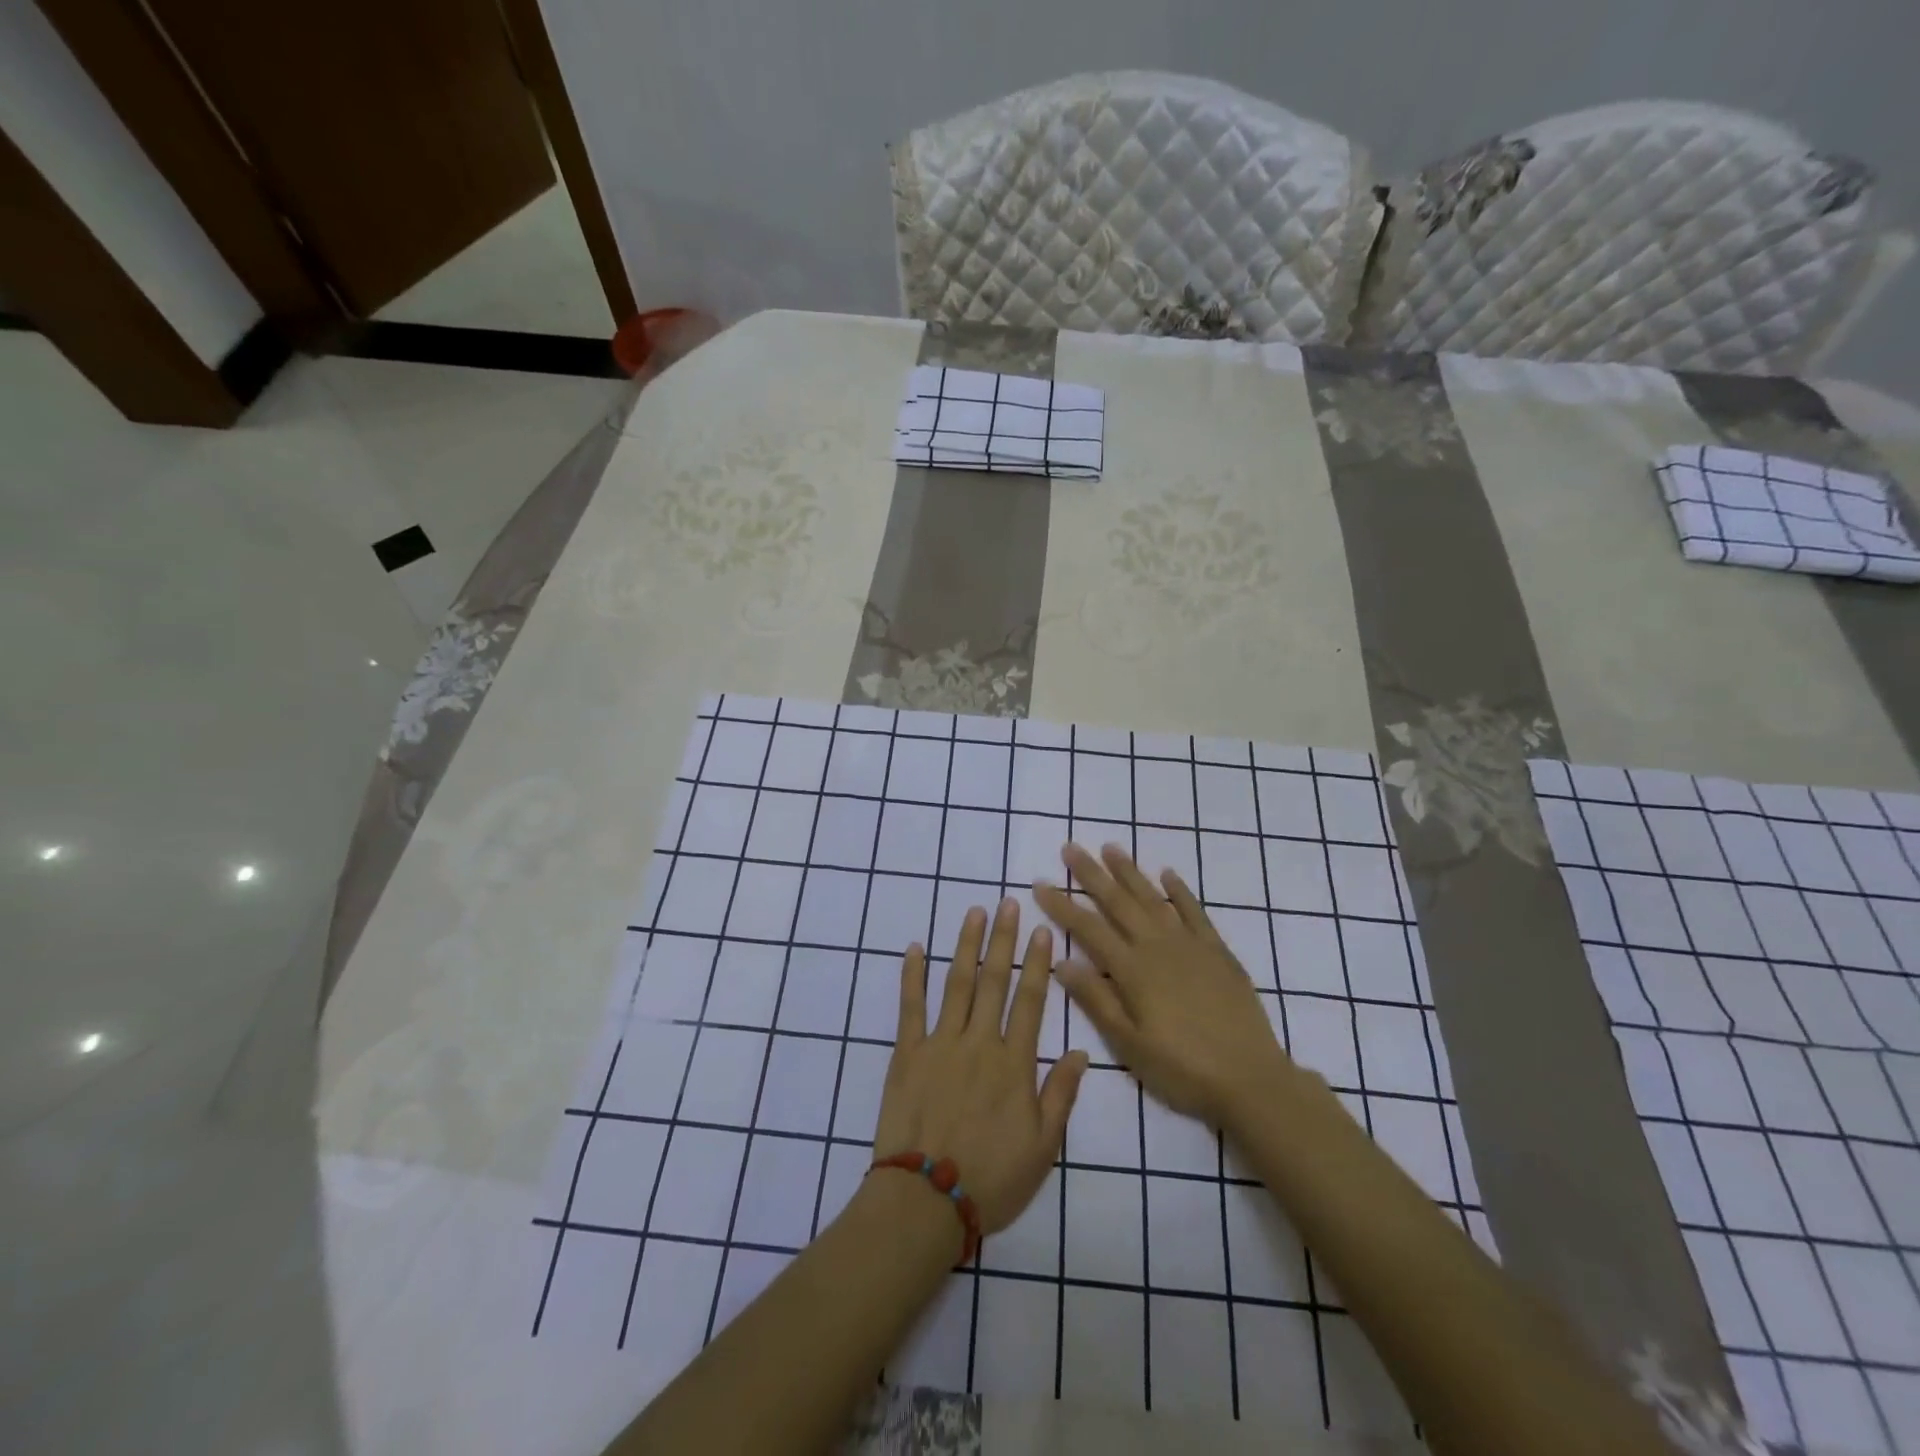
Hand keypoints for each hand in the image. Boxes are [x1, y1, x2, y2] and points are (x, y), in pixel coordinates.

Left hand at [873, 897, 1088, 1234]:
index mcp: (1014, 1063)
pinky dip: (912, 975)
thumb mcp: (1043, 1147)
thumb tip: (1082, 1052)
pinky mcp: (907, 1053)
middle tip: (1008, 903)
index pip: (1030, 1001)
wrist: (926, 1200)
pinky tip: (914, 948)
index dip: (1038, 963)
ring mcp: (940, 1043)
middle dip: (1003, 939)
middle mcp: (979, 1042)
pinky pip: (910, 1007)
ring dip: (965, 944)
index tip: (1042, 930)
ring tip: (973, 912)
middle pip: (994, 981)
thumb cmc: (992, 1177)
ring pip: (956, 983)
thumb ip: (1061, 1095)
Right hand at [1034, 843, 1297, 1129]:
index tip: (1039, 883)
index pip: (1088, 928)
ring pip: (1153, 898)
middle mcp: (1158, 947)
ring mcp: (1190, 945)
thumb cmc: (1182, 1069)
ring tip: (1110, 848)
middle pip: (1118, 902)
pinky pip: (1195, 911)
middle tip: (1070, 847)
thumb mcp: (1129, 1044)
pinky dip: (1180, 891)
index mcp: (1132, 970)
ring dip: (1130, 872)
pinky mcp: (1217, 951)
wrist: (1251, 1079)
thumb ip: (1096, 999)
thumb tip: (1061, 960)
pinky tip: (1167, 874)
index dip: (1062, 905)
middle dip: (1091, 874)